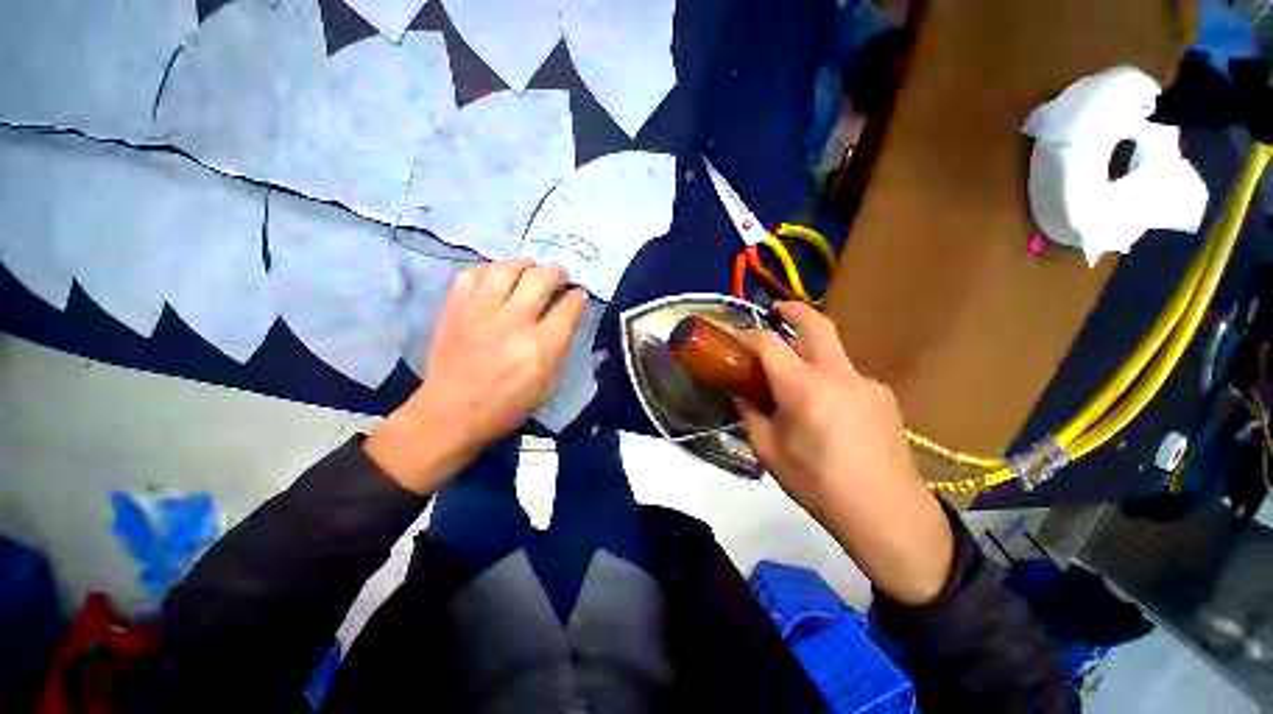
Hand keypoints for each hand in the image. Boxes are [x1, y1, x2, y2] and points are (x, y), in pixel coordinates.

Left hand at [366, 261, 586, 493]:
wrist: (450, 412)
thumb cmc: (506, 406)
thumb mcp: (547, 384)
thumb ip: (559, 347)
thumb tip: (566, 318)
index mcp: (541, 347)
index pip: (568, 307)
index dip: (578, 297)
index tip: (579, 294)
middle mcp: (513, 322)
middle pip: (541, 278)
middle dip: (556, 272)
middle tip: (559, 276)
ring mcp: (480, 311)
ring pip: (507, 268)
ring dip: (525, 264)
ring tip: (531, 269)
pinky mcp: (454, 308)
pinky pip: (472, 273)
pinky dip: (489, 270)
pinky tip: (497, 277)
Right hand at [735, 302, 953, 604]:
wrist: (888, 515)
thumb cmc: (818, 485)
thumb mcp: (769, 451)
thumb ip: (750, 413)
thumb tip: (740, 393)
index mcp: (804, 388)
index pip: (768, 343)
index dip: (747, 336)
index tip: (734, 343)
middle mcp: (838, 374)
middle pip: (815, 322)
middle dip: (792, 310)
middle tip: (775, 311)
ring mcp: (866, 381)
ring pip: (832, 351)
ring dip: (810, 352)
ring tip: (796, 383)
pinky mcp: (883, 395)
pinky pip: (847, 375)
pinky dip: (829, 379)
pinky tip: (827, 410)